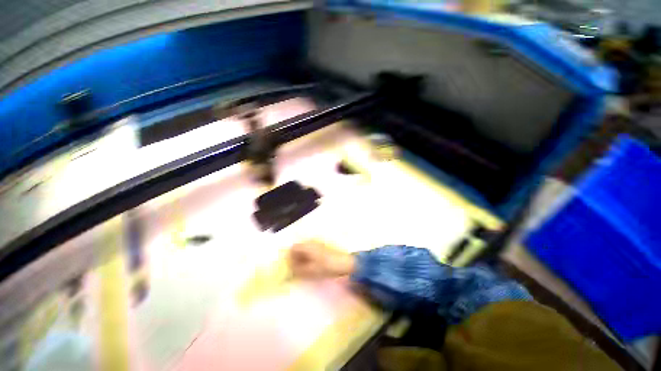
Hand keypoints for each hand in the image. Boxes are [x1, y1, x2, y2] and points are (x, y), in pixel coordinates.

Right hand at [288, 240, 355, 278]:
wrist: (344, 263)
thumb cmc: (326, 266)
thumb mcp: (310, 271)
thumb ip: (298, 269)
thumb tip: (291, 269)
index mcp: (307, 245)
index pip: (293, 248)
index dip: (290, 258)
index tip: (292, 267)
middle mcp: (311, 241)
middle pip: (299, 247)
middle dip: (296, 258)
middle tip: (298, 269)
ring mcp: (318, 243)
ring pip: (305, 249)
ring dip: (303, 258)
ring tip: (306, 268)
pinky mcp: (323, 246)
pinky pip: (312, 250)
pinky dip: (310, 257)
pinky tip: (314, 265)